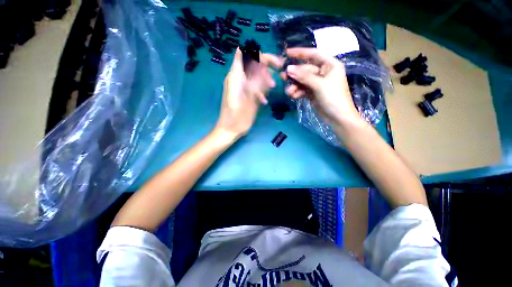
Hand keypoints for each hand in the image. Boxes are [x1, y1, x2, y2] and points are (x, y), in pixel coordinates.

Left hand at [215, 48, 281, 139]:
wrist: (230, 129)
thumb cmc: (235, 115)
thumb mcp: (243, 95)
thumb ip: (249, 76)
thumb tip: (253, 56)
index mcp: (235, 76)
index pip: (246, 54)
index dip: (260, 55)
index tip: (274, 62)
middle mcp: (238, 78)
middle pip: (252, 63)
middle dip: (266, 66)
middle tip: (279, 70)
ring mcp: (242, 87)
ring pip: (255, 75)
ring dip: (264, 79)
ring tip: (272, 87)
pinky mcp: (245, 95)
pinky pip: (254, 87)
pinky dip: (260, 90)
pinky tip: (264, 100)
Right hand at [281, 48, 360, 125]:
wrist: (338, 118)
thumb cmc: (333, 97)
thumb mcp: (319, 85)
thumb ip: (304, 76)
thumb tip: (288, 68)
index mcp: (330, 65)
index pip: (313, 54)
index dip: (300, 52)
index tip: (287, 53)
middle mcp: (323, 72)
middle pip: (305, 70)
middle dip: (294, 75)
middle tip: (282, 77)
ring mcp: (317, 83)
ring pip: (302, 81)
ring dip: (294, 86)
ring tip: (289, 92)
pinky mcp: (313, 93)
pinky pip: (302, 89)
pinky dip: (297, 92)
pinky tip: (294, 96)